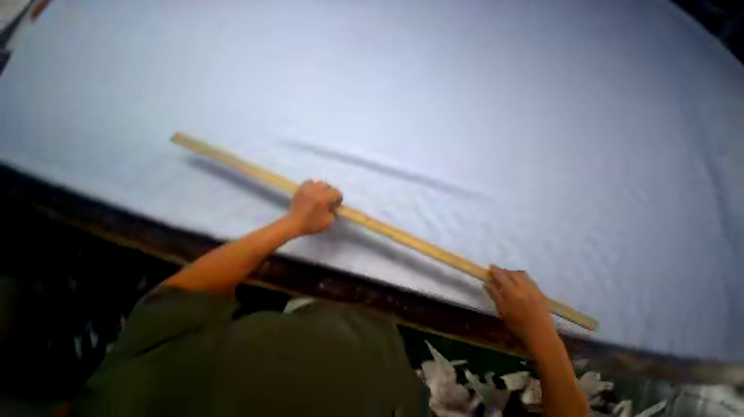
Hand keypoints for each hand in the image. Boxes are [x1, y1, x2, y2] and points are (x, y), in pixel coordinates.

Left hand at [285, 180, 342, 235]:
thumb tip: (334, 208)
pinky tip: (312, 192)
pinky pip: (309, 181)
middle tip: (328, 200)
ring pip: (319, 182)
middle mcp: (316, 191)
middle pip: (328, 186)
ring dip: (322, 188)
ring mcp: (307, 188)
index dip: (338, 198)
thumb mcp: (327, 222)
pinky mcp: (300, 188)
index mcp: (323, 199)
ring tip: (320, 195)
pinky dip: (313, 185)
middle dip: (330, 193)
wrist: (293, 223)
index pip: (336, 192)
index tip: (336, 204)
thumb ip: (334, 213)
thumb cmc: (310, 224)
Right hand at [484, 265, 556, 347]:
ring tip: (509, 277)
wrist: (538, 332)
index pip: (502, 277)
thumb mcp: (503, 312)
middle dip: (505, 271)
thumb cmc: (517, 326)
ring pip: (522, 275)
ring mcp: (533, 287)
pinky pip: (529, 280)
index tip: (490, 266)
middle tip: (498, 273)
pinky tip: (521, 284)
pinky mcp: (540, 291)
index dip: (496, 271)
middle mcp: (523, 286)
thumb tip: (488, 283)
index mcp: (512, 292)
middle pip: (513, 273)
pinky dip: (522, 278)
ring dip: (514, 273)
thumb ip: (495, 296)